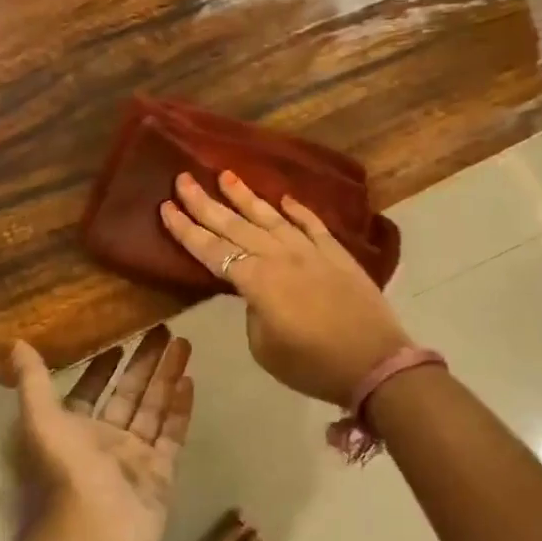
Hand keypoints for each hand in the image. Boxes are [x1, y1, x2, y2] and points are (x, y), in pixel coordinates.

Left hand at [5, 327, 192, 540]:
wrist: (96, 534)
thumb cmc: (65, 473)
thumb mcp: (40, 421)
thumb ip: (33, 382)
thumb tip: (15, 343)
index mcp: (72, 431)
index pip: (90, 391)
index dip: (101, 367)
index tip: (118, 341)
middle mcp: (104, 442)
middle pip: (128, 394)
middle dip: (144, 363)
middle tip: (163, 330)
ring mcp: (134, 458)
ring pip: (153, 408)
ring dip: (166, 376)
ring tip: (184, 343)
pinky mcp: (160, 473)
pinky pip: (172, 434)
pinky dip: (180, 409)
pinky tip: (189, 380)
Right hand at [161, 171, 412, 406]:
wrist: (376, 362)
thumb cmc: (314, 365)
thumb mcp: (266, 348)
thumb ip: (254, 312)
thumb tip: (257, 294)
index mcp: (258, 281)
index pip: (212, 250)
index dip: (186, 230)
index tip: (166, 206)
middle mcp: (280, 257)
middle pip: (236, 226)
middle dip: (206, 203)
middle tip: (183, 179)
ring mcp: (311, 251)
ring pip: (272, 217)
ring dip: (246, 197)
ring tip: (225, 175)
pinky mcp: (337, 254)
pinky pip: (313, 225)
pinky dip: (297, 210)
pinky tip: (284, 199)